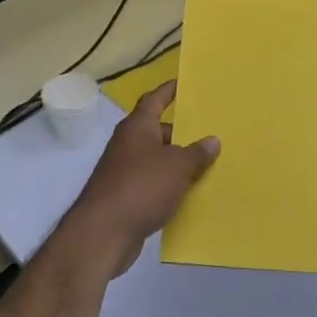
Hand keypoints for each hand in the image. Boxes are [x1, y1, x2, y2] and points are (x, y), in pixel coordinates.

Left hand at [64, 80, 219, 275]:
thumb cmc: (142, 187)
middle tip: (209, 135)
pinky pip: (152, 184)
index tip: (182, 83)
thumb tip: (212, 140)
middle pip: (157, 132)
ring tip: (206, 166)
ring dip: (176, 163)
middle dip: (181, 134)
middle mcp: (127, 145)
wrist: (104, 232)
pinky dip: (169, 186)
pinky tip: (189, 195)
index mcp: (137, 128)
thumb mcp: (177, 167)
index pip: (154, 100)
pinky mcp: (125, 197)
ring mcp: (123, 172)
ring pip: (156, 160)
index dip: (168, 91)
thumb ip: (196, 153)